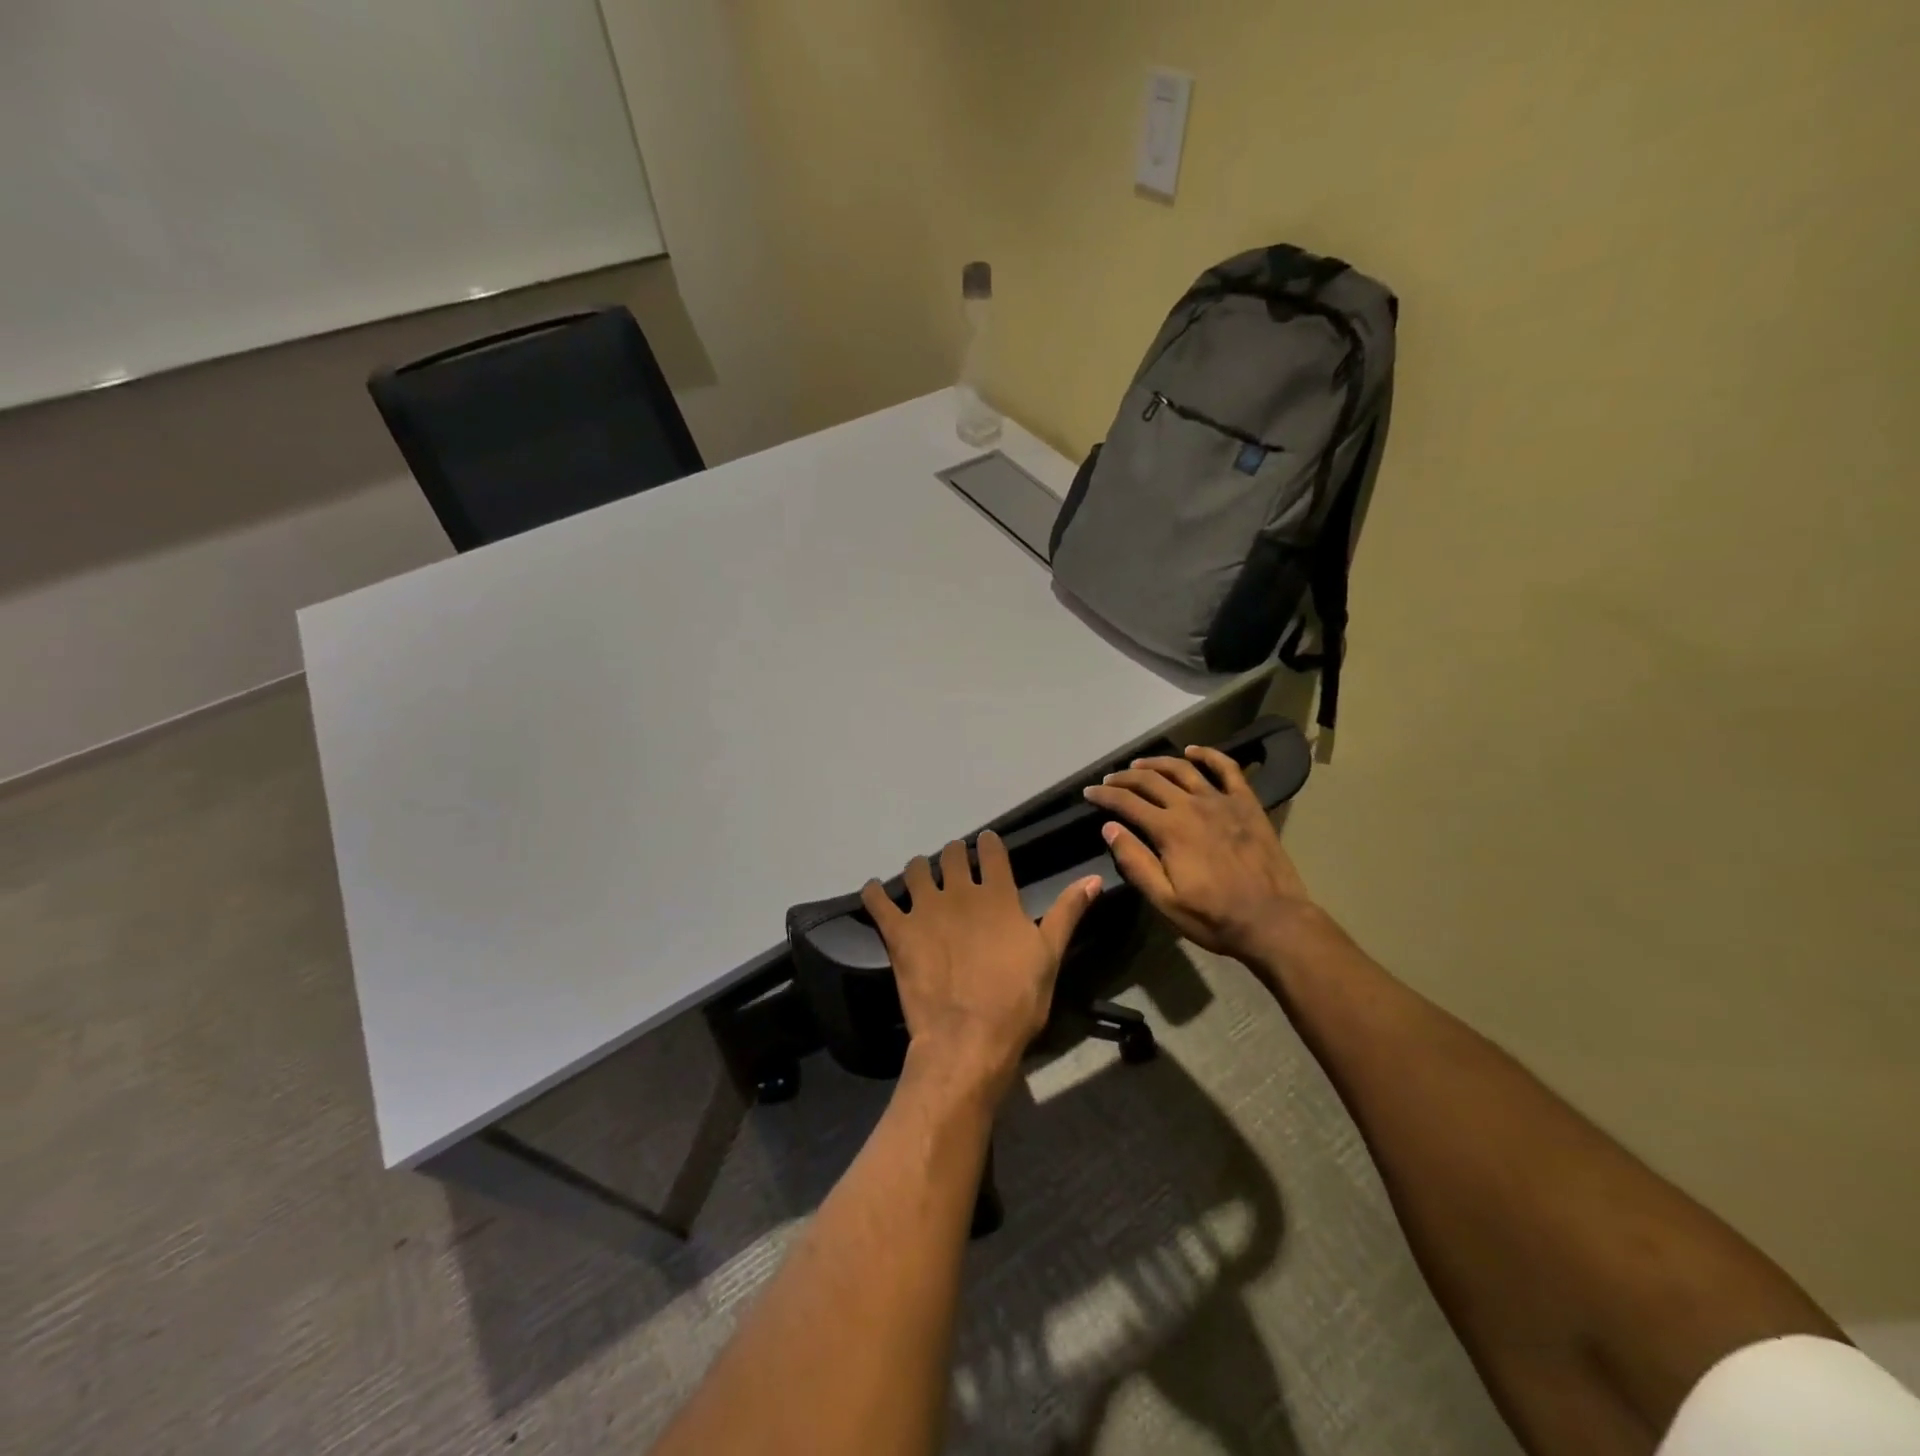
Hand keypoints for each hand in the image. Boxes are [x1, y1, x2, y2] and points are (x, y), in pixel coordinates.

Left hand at [862, 833, 1100, 1103]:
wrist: (968, 1038)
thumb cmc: (1016, 1000)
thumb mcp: (1050, 956)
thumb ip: (1067, 913)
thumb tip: (1093, 878)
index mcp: (997, 894)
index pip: (990, 850)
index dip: (987, 844)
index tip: (985, 845)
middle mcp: (959, 892)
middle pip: (950, 854)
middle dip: (952, 854)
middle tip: (953, 865)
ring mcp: (925, 909)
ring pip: (914, 869)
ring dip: (917, 870)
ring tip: (919, 880)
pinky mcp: (898, 932)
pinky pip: (878, 900)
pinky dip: (875, 892)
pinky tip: (876, 892)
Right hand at [1082, 744, 1316, 963]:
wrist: (1272, 920)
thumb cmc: (1213, 917)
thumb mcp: (1164, 900)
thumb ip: (1135, 862)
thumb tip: (1109, 828)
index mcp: (1169, 830)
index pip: (1127, 803)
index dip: (1104, 795)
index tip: (1089, 792)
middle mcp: (1192, 806)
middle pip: (1151, 781)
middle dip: (1125, 778)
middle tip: (1110, 779)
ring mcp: (1222, 801)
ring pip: (1182, 769)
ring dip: (1157, 763)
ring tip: (1140, 764)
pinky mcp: (1247, 804)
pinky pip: (1227, 769)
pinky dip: (1208, 755)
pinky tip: (1193, 751)